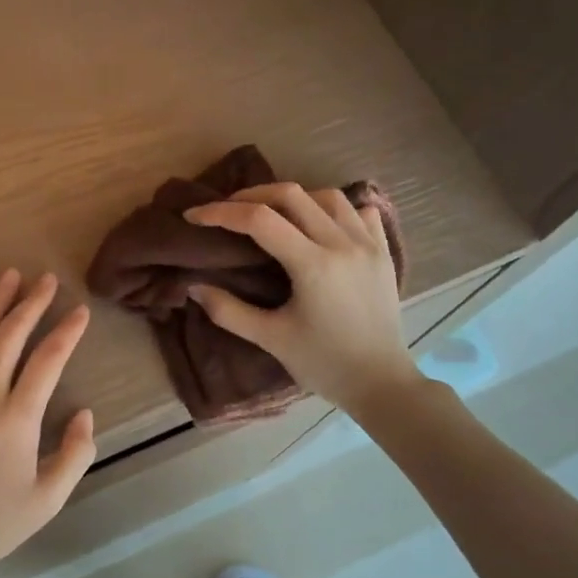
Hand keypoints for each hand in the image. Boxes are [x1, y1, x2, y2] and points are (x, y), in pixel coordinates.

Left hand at [0, 270, 96, 577]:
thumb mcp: (47, 500)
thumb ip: (75, 454)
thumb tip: (85, 413)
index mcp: (18, 418)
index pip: (48, 360)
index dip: (67, 332)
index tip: (80, 311)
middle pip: (10, 336)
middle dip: (31, 303)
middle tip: (46, 280)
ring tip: (9, 277)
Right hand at [185, 183, 413, 411]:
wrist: (380, 383)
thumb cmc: (323, 364)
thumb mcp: (270, 339)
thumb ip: (228, 311)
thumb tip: (193, 286)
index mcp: (313, 265)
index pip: (259, 220)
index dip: (221, 213)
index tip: (194, 216)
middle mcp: (343, 244)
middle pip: (292, 195)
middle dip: (252, 196)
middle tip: (227, 210)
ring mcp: (369, 245)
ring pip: (327, 196)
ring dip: (293, 198)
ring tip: (272, 214)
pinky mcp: (384, 252)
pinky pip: (360, 212)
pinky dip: (335, 209)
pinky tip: (320, 223)